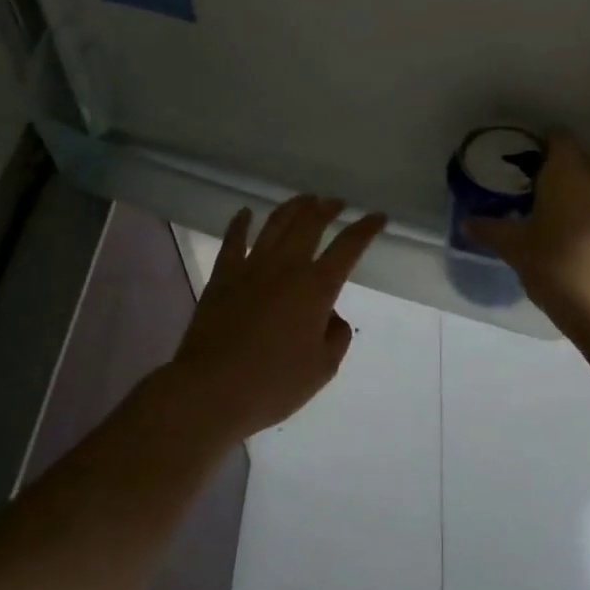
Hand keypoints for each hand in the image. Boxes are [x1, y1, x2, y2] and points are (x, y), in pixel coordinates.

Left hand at [170, 196, 385, 441]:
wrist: (211, 390)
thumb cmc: (273, 383)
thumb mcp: (322, 369)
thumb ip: (337, 336)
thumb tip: (331, 316)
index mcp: (317, 287)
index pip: (349, 246)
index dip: (366, 228)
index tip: (378, 216)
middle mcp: (287, 266)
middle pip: (311, 223)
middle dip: (328, 208)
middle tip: (337, 203)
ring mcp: (252, 266)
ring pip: (276, 223)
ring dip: (293, 207)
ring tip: (305, 199)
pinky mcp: (223, 275)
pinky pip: (233, 240)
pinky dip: (240, 223)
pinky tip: (245, 213)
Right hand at [464, 135, 589, 333]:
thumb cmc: (555, 265)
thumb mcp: (514, 247)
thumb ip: (489, 229)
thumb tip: (466, 222)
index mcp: (567, 174)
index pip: (558, 140)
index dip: (538, 143)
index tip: (516, 156)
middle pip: (575, 158)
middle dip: (551, 165)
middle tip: (522, 181)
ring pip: (587, 183)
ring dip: (567, 188)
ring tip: (538, 206)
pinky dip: (579, 209)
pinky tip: (559, 231)